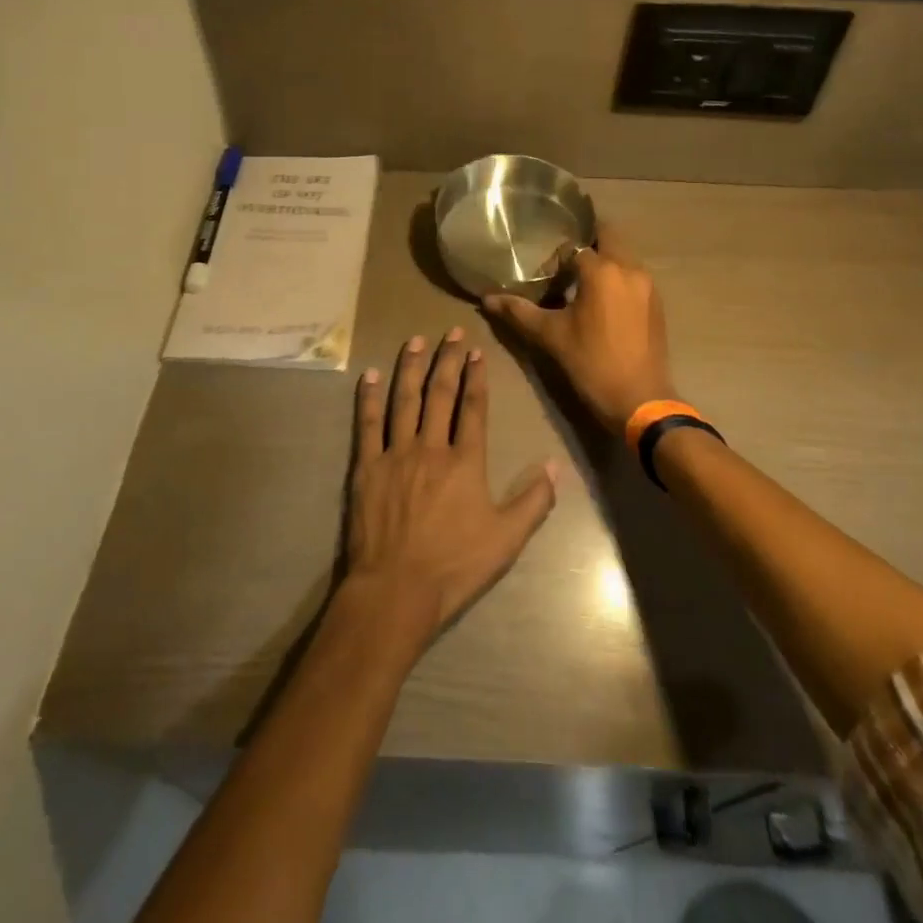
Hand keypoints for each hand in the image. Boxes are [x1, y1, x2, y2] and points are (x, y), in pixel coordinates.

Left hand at [343, 328, 558, 651]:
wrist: (395, 590)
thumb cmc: (454, 566)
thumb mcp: (506, 540)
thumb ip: (533, 501)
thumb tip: (555, 466)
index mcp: (465, 462)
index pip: (472, 408)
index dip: (476, 377)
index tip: (477, 351)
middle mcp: (431, 447)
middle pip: (440, 394)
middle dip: (447, 360)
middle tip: (451, 331)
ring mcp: (395, 454)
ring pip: (404, 400)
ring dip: (411, 367)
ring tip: (416, 340)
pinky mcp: (367, 467)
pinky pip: (367, 424)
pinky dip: (369, 398)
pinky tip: (370, 375)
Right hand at [482, 223, 676, 435]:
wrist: (640, 400)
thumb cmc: (591, 363)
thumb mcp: (550, 336)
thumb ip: (519, 312)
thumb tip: (487, 299)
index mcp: (602, 271)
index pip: (574, 248)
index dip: (557, 259)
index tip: (545, 277)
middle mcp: (629, 269)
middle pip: (608, 237)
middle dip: (587, 243)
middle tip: (565, 263)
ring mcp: (648, 285)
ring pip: (624, 256)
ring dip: (605, 260)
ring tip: (582, 283)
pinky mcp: (657, 303)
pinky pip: (635, 276)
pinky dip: (619, 278)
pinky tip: (604, 303)